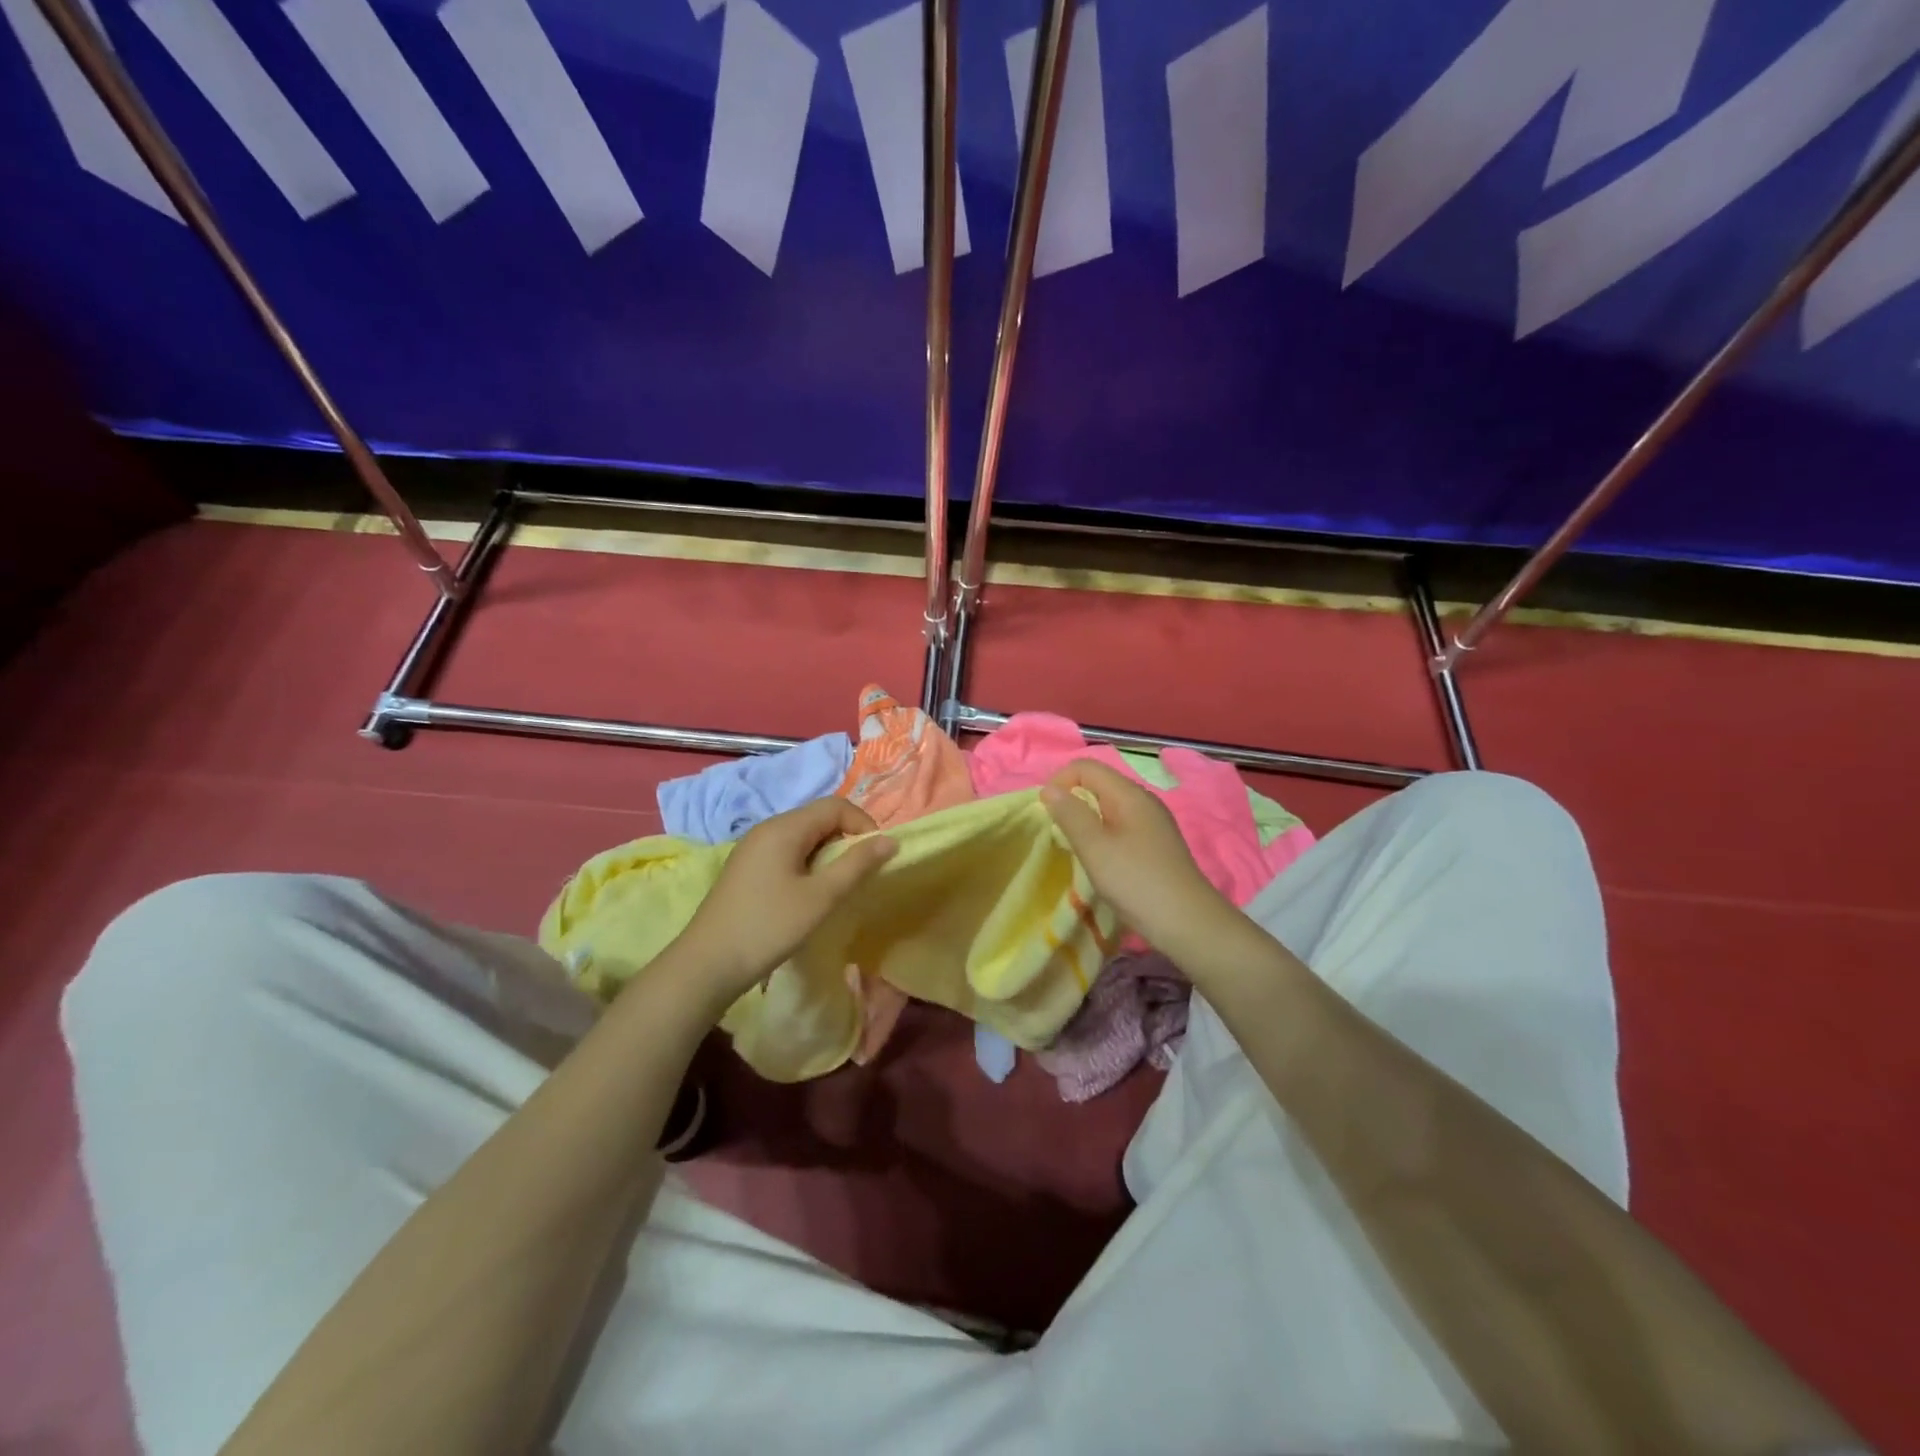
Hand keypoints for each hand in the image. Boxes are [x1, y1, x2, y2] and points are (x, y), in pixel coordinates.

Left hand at [672, 797, 896, 1006]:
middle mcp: (768, 828)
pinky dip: (808, 863)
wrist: (708, 964)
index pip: (835, 805)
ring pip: (804, 836)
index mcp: (784, 828)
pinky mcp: (747, 868)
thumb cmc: (769, 927)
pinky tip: (809, 893)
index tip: (876, 857)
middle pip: (819, 817)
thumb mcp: (821, 897)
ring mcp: (754, 848)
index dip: (863, 824)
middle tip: (860, 874)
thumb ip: (856, 865)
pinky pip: (787, 851)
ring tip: (838, 886)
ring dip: (828, 853)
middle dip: (847, 839)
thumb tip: (889, 840)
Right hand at [1041, 759, 1243, 970]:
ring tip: (1076, 848)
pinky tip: (1101, 861)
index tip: (1046, 813)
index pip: (1086, 767)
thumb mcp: (1095, 847)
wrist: (1188, 923)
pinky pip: (1121, 826)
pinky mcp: (1156, 845)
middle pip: (1099, 784)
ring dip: (1087, 820)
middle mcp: (1144, 801)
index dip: (1060, 782)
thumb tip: (1049, 789)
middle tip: (1058, 833)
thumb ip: (1070, 814)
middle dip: (1072, 801)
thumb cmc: (1137, 881)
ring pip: (1109, 807)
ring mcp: (1153, 823)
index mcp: (1130, 794)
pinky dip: (1103, 835)